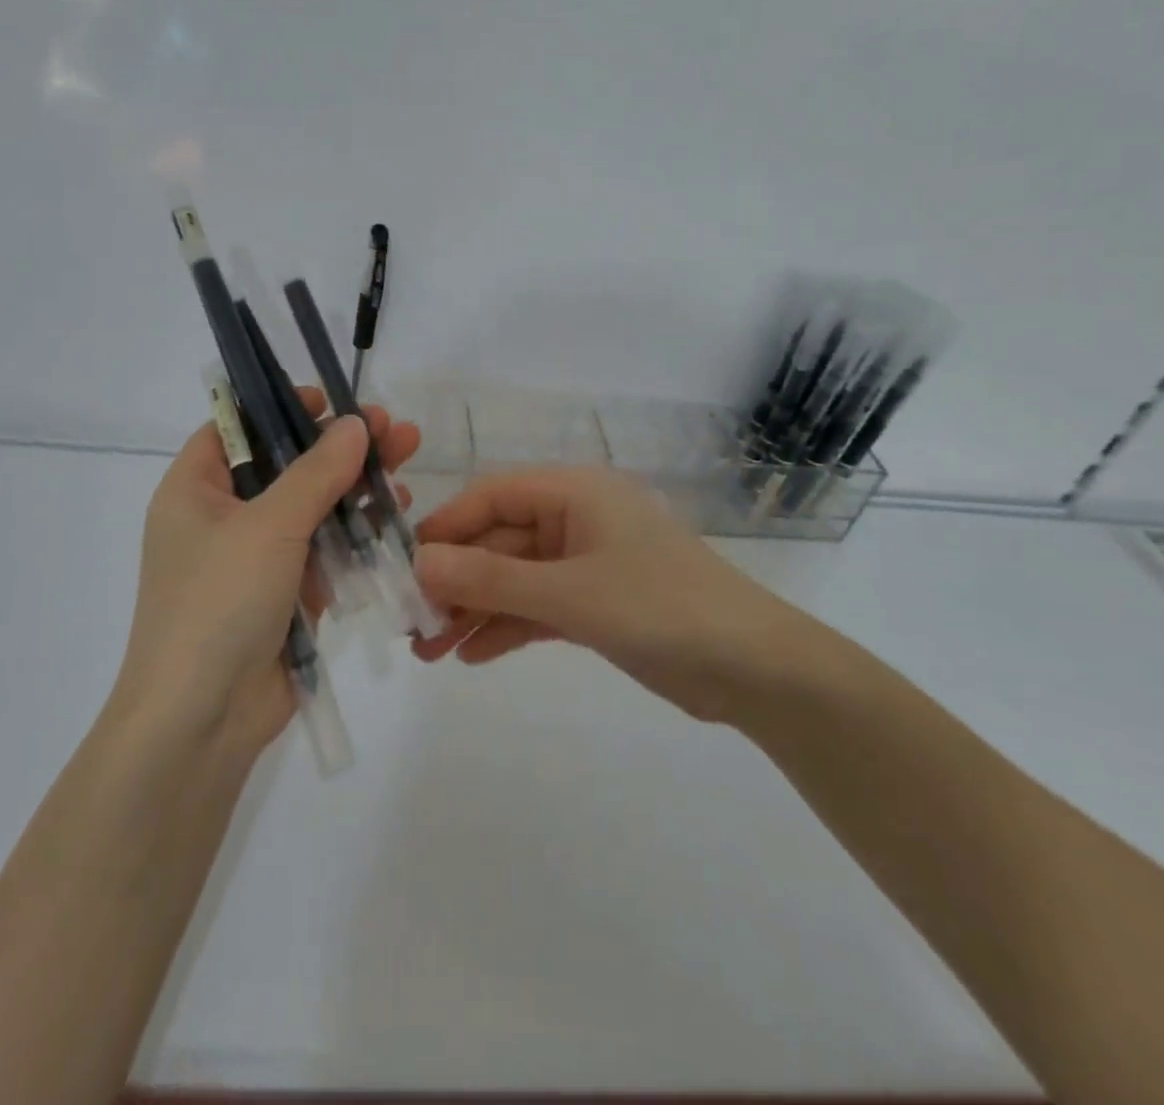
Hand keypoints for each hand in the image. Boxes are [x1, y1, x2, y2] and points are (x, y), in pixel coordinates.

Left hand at [115, 393, 419, 757]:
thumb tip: (356, 424)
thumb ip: (317, 473)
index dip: (281, 408)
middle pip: (287, 466)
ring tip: (407, 463)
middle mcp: (222, 518)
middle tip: (395, 429)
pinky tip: (397, 515)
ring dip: (357, 488)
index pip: (236, 429)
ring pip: (313, 508)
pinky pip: (325, 551)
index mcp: (195, 490)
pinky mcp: (286, 595)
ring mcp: (256, 559)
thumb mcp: (268, 527)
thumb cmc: (218, 604)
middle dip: (341, 447)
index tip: (331, 400)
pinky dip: (357, 533)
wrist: (202, 721)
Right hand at [411, 466, 808, 723]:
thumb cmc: (660, 608)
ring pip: (516, 578)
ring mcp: (588, 562)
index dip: (447, 527)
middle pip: (500, 541)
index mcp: (575, 493)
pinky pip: (540, 606)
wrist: (757, 670)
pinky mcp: (598, 603)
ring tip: (430, 650)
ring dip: (475, 610)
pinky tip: (473, 655)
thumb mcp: (568, 593)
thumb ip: (490, 580)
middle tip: (413, 624)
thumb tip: (419, 564)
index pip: (492, 495)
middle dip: (457, 582)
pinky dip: (508, 627)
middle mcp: (577, 519)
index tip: (406, 567)